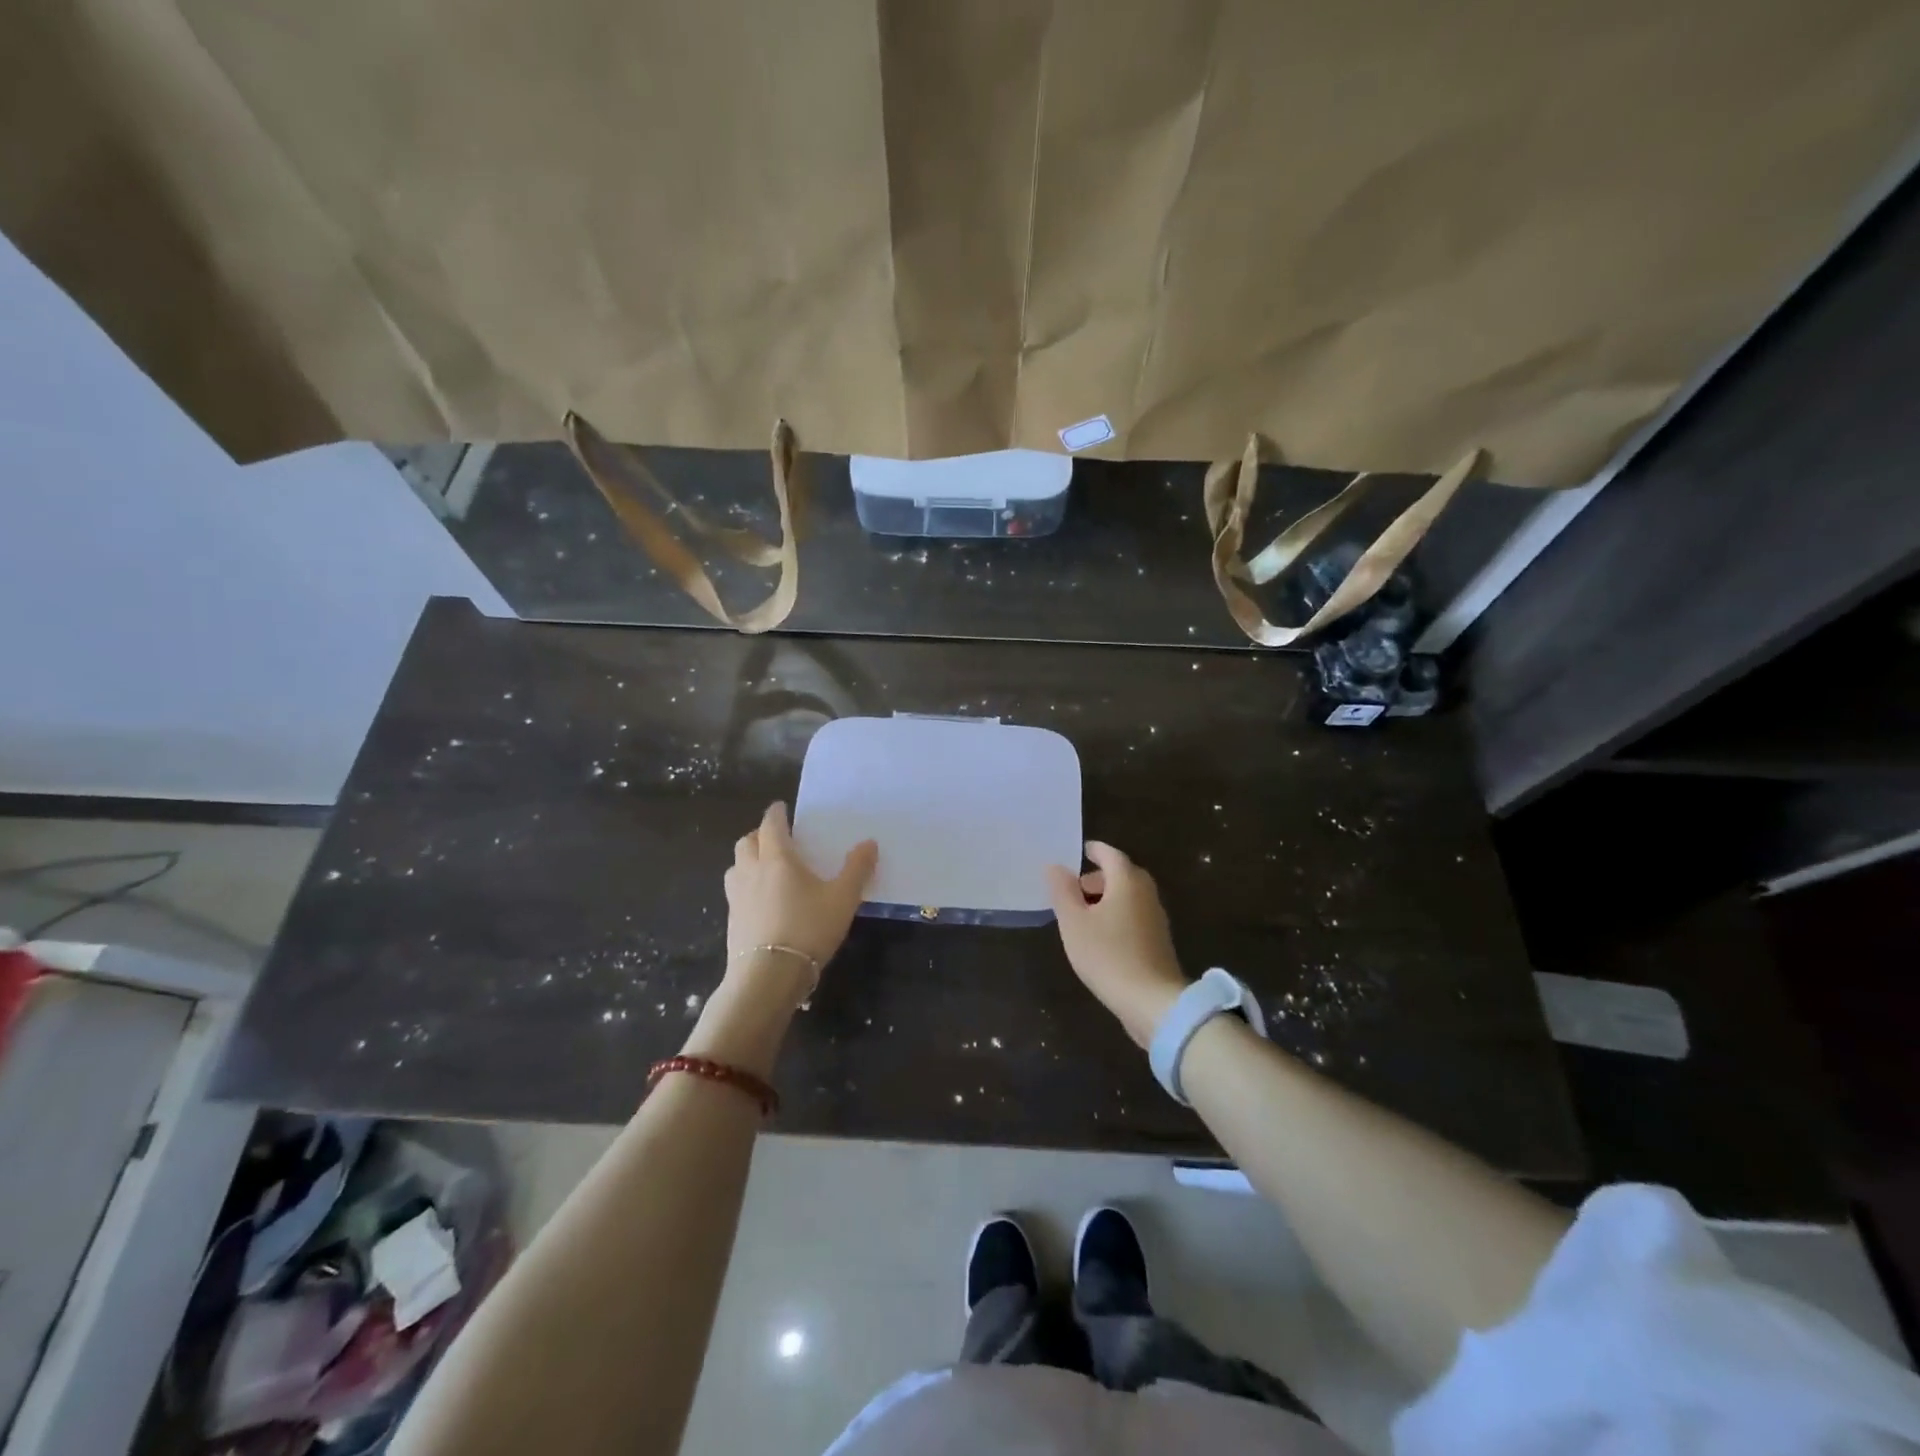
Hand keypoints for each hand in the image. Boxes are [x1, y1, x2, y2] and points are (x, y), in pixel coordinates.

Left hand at [724, 801, 876, 979]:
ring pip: (736, 867)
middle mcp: (751, 871)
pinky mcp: (732, 921)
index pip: (771, 825)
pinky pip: (736, 892)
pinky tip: (761, 901)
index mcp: (777, 858)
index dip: (776, 814)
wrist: (768, 976)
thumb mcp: (843, 899)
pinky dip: (746, 886)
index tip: (781, 808)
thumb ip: (857, 869)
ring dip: (748, 859)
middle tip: (776, 838)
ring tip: (765, 867)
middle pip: (746, 842)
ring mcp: (737, 897)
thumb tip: (869, 843)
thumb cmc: (808, 929)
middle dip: (759, 835)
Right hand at [1046, 841, 1189, 1047]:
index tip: (1080, 851)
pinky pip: (1134, 915)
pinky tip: (1101, 936)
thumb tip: (1055, 866)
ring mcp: (1156, 918)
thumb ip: (1063, 891)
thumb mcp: (1074, 922)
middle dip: (1099, 876)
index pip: (1110, 854)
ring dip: (1108, 897)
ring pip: (1129, 896)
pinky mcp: (1158, 941)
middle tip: (1076, 887)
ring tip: (1083, 914)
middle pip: (1122, 874)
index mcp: (1127, 881)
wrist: (1152, 1001)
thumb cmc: (1108, 955)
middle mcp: (1146, 893)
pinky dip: (1117, 915)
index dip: (1094, 850)